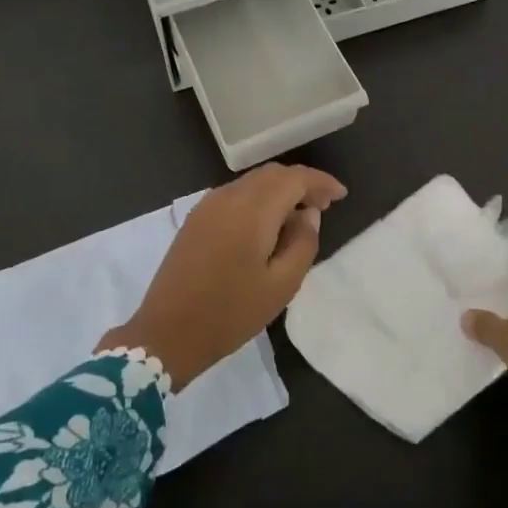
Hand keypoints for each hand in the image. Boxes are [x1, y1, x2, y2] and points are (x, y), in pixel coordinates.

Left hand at [98, 163, 346, 387]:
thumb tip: (308, 215)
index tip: (341, 196)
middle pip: (272, 174)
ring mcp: (207, 205)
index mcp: (252, 209)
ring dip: (279, 190)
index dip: (321, 182)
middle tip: (324, 206)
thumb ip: (303, 243)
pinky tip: (267, 225)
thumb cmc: (230, 313)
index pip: (294, 178)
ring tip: (299, 216)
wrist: (167, 332)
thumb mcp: (281, 285)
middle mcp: (229, 196)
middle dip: (301, 183)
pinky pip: (235, 195)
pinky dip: (258, 199)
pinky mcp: (195, 219)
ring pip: (252, 182)